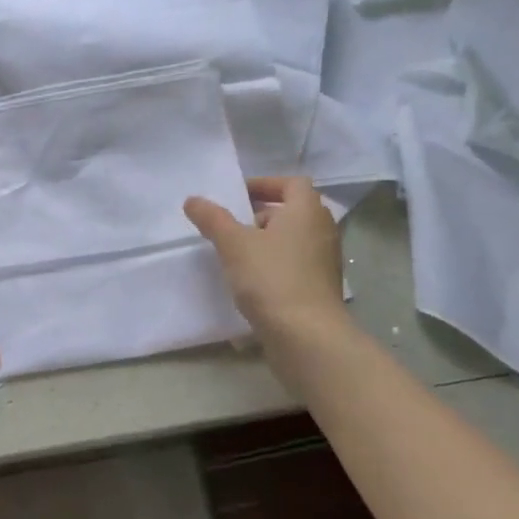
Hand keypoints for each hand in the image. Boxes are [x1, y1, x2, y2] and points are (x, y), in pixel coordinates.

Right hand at [184, 177, 345, 331]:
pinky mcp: (321, 287)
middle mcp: (322, 230)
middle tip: (233, 226)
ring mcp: (325, 261)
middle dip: (262, 214)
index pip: (292, 183)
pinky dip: (276, 264)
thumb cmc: (271, 278)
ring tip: (238, 255)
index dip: (265, 184)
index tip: (238, 196)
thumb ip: (213, 219)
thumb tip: (193, 200)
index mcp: (306, 211)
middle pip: (293, 211)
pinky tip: (253, 282)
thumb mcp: (233, 244)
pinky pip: (297, 264)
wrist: (306, 335)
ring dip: (268, 241)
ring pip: (294, 239)